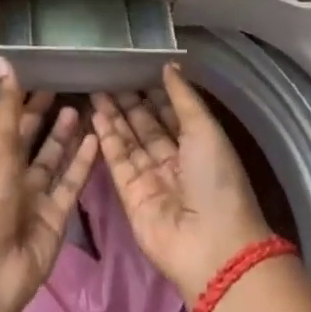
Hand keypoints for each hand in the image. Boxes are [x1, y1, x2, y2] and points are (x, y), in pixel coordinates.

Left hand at [0, 58, 99, 311]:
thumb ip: (6, 106)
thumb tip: (3, 60)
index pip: (3, 119)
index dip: (18, 98)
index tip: (41, 72)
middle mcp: (8, 173)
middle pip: (28, 138)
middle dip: (44, 114)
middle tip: (67, 84)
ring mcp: (32, 197)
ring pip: (52, 160)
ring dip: (64, 136)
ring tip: (83, 106)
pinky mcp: (54, 217)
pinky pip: (70, 184)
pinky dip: (82, 163)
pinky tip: (97, 139)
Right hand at [91, 65, 274, 300]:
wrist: (211, 246)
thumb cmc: (216, 181)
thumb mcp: (205, 130)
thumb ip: (183, 97)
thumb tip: (168, 65)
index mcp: (199, 146)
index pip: (171, 113)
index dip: (154, 91)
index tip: (134, 67)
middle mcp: (174, 161)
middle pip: (146, 125)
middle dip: (128, 101)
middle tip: (107, 74)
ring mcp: (150, 179)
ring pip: (128, 141)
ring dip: (113, 116)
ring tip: (95, 88)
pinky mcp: (130, 195)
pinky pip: (116, 161)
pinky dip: (106, 138)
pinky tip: (95, 115)